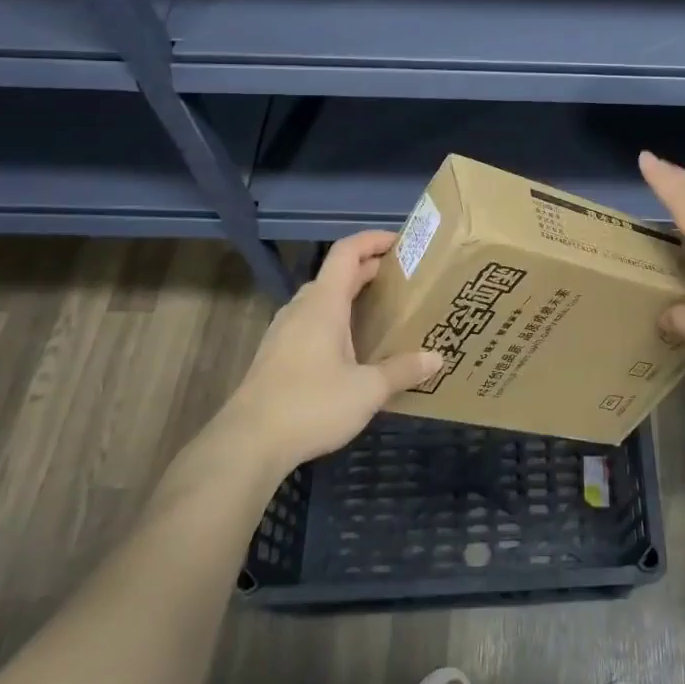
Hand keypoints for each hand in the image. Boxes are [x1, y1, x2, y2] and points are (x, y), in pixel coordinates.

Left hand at [206, 232, 443, 481]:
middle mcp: (301, 308)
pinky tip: (349, 348)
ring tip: (379, 312)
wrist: (247, 443)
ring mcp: (283, 331)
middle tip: (401, 281)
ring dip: (349, 296)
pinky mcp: (274, 355)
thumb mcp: (367, 390)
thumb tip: (437, 358)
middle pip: (336, 274)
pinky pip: (309, 322)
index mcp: (324, 303)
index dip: (373, 240)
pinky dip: (334, 320)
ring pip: (320, 299)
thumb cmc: (311, 404)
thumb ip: (402, 370)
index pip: (347, 252)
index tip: (401, 243)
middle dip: (368, 270)